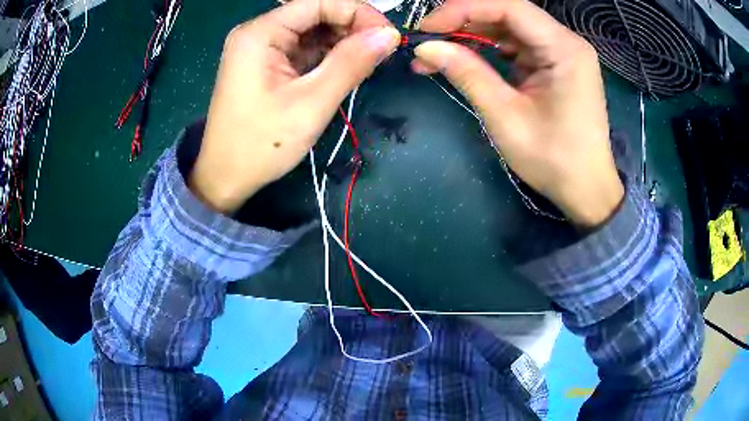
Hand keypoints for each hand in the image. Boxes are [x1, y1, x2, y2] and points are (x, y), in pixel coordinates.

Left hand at [189, 0, 399, 212]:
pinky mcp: (266, 64)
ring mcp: (260, 48)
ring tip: (366, 63)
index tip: (388, 35)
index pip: (318, 2)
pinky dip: (327, 56)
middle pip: (315, 13)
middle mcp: (258, 32)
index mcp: (260, 33)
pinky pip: (303, 49)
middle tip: (380, 52)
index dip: (358, 12)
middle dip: (351, 28)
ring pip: (311, 31)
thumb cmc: (261, 144)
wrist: (225, 178)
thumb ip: (351, 63)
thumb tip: (389, 34)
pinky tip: (344, 69)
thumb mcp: (311, 103)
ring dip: (342, 42)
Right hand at [413, 0, 623, 226]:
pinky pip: (517, 46)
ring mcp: (562, 53)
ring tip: (439, 53)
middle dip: (464, 22)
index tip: (427, 28)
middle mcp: (566, 42)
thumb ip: (467, 74)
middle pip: (508, 14)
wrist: (586, 190)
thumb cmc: (553, 159)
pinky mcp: (555, 66)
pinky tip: (467, 60)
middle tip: (428, 41)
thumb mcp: (506, 117)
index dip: (463, 9)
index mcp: (564, 49)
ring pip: (510, 29)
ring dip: (473, 36)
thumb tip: (426, 49)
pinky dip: (489, 50)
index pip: (508, 7)